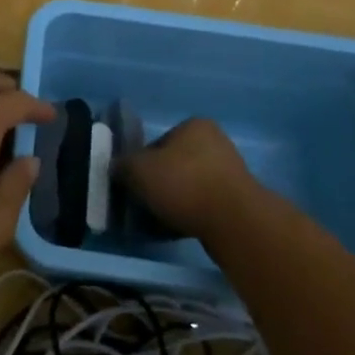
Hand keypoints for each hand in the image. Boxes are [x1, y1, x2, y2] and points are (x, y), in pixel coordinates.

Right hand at [116, 118, 260, 239]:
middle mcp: (215, 142)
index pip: (156, 143)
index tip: (133, 186)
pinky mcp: (238, 200)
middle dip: (157, 184)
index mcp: (193, 126)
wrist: (233, 221)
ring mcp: (230, 171)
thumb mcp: (138, 170)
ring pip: (188, 186)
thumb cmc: (183, 183)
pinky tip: (178, 229)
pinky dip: (189, 214)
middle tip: (143, 205)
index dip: (140, 165)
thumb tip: (117, 169)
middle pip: (173, 165)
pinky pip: (203, 205)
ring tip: (158, 222)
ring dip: (173, 201)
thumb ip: (122, 166)